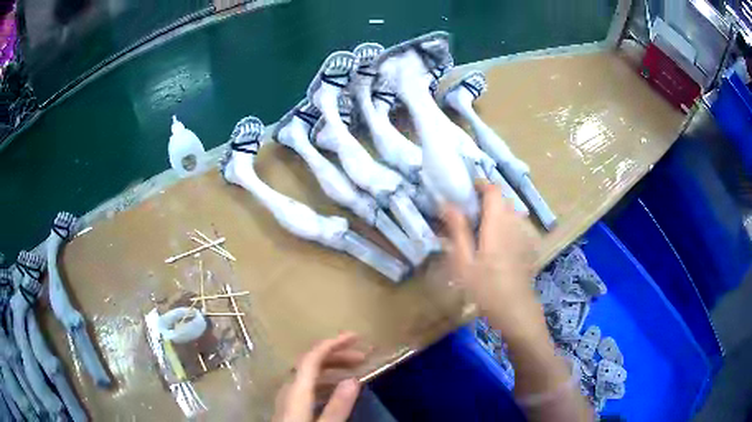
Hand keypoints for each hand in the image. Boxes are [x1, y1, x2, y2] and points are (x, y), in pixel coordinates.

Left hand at [273, 333, 364, 421]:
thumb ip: (337, 406)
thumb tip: (353, 380)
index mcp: (296, 390)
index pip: (312, 358)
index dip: (333, 343)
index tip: (355, 336)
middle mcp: (288, 389)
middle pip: (309, 363)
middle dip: (336, 355)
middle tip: (361, 356)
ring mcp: (285, 398)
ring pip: (307, 374)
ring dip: (330, 368)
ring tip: (353, 371)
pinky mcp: (287, 408)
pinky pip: (305, 386)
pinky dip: (323, 381)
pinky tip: (334, 389)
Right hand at [441, 182, 545, 341]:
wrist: (516, 309)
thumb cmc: (486, 287)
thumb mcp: (464, 261)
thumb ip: (457, 230)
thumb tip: (447, 204)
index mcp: (498, 222)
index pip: (493, 189)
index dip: (479, 184)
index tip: (464, 190)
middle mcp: (514, 222)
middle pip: (501, 199)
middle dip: (484, 200)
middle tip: (466, 214)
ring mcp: (524, 234)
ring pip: (509, 212)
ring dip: (494, 213)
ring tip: (478, 230)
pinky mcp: (528, 245)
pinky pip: (515, 225)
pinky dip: (503, 226)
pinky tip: (494, 246)